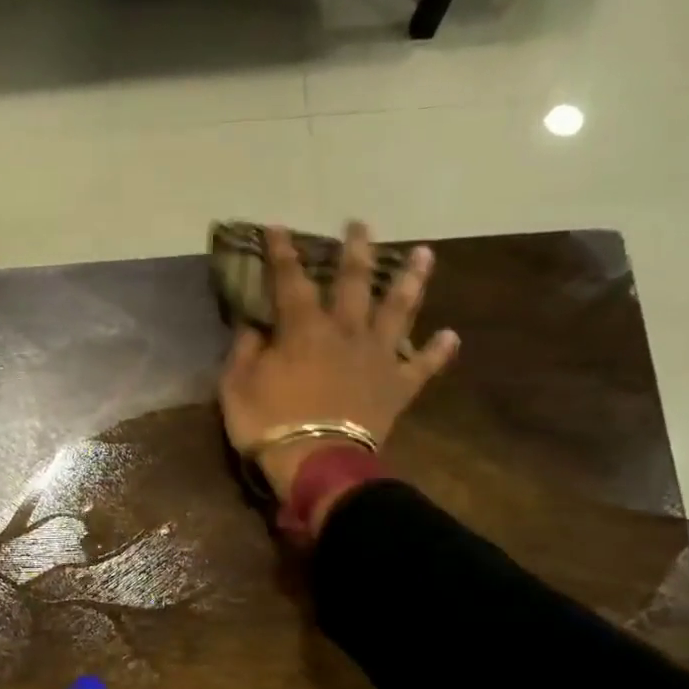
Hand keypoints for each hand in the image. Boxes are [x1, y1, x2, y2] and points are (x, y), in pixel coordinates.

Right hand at [219, 222, 458, 510]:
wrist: (316, 463)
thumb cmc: (269, 423)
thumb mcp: (236, 386)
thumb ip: (243, 351)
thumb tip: (253, 327)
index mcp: (304, 328)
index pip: (290, 280)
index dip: (282, 252)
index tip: (278, 227)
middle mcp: (346, 331)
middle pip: (355, 282)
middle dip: (356, 251)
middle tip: (361, 225)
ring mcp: (377, 357)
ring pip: (399, 310)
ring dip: (412, 281)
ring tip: (424, 254)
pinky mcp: (397, 387)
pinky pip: (423, 366)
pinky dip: (437, 352)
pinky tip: (452, 336)